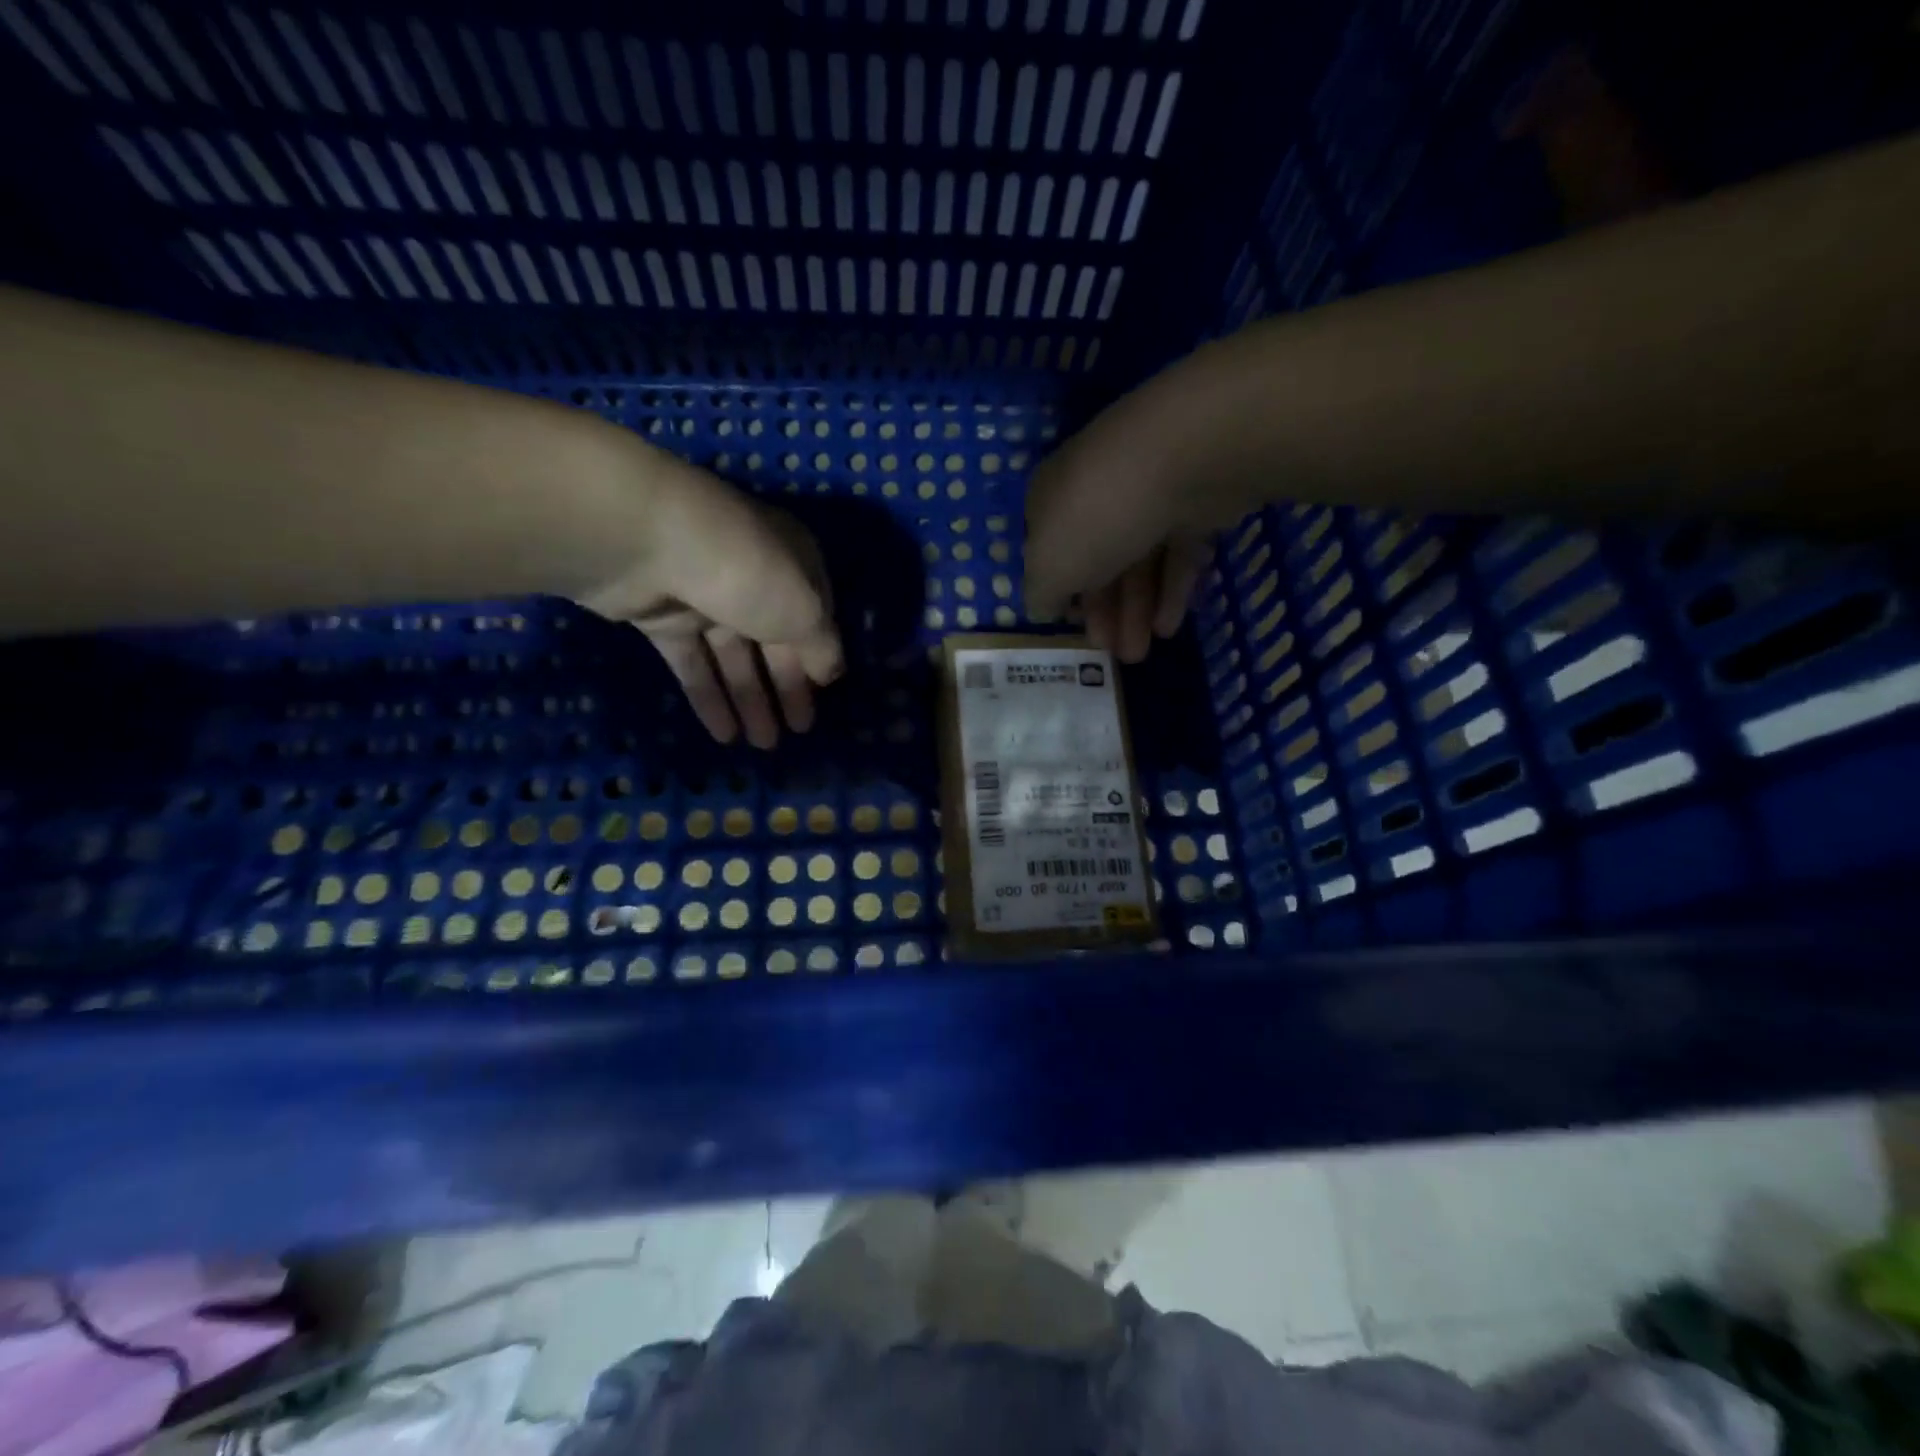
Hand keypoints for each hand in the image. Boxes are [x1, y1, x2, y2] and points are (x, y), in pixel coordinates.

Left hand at [574, 467, 842, 748]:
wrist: (644, 541)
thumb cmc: (746, 572)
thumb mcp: (805, 611)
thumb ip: (823, 647)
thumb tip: (831, 672)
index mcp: (793, 563)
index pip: (815, 615)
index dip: (820, 655)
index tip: (825, 694)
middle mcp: (752, 575)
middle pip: (776, 640)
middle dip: (787, 687)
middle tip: (798, 732)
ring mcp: (705, 595)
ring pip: (734, 656)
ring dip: (750, 701)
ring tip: (762, 746)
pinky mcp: (662, 616)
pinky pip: (693, 662)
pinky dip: (708, 696)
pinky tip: (723, 735)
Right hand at [1023, 403, 1214, 663]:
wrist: (1185, 455)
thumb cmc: (1097, 515)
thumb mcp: (1048, 566)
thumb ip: (1041, 593)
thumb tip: (1042, 607)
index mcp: (1051, 500)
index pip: (1048, 550)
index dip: (1059, 593)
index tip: (1072, 628)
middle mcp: (1096, 493)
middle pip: (1096, 561)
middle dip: (1103, 613)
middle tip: (1112, 655)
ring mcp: (1148, 495)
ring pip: (1138, 562)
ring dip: (1136, 611)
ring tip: (1140, 654)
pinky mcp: (1195, 501)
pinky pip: (1177, 552)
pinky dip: (1172, 590)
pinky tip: (1169, 627)